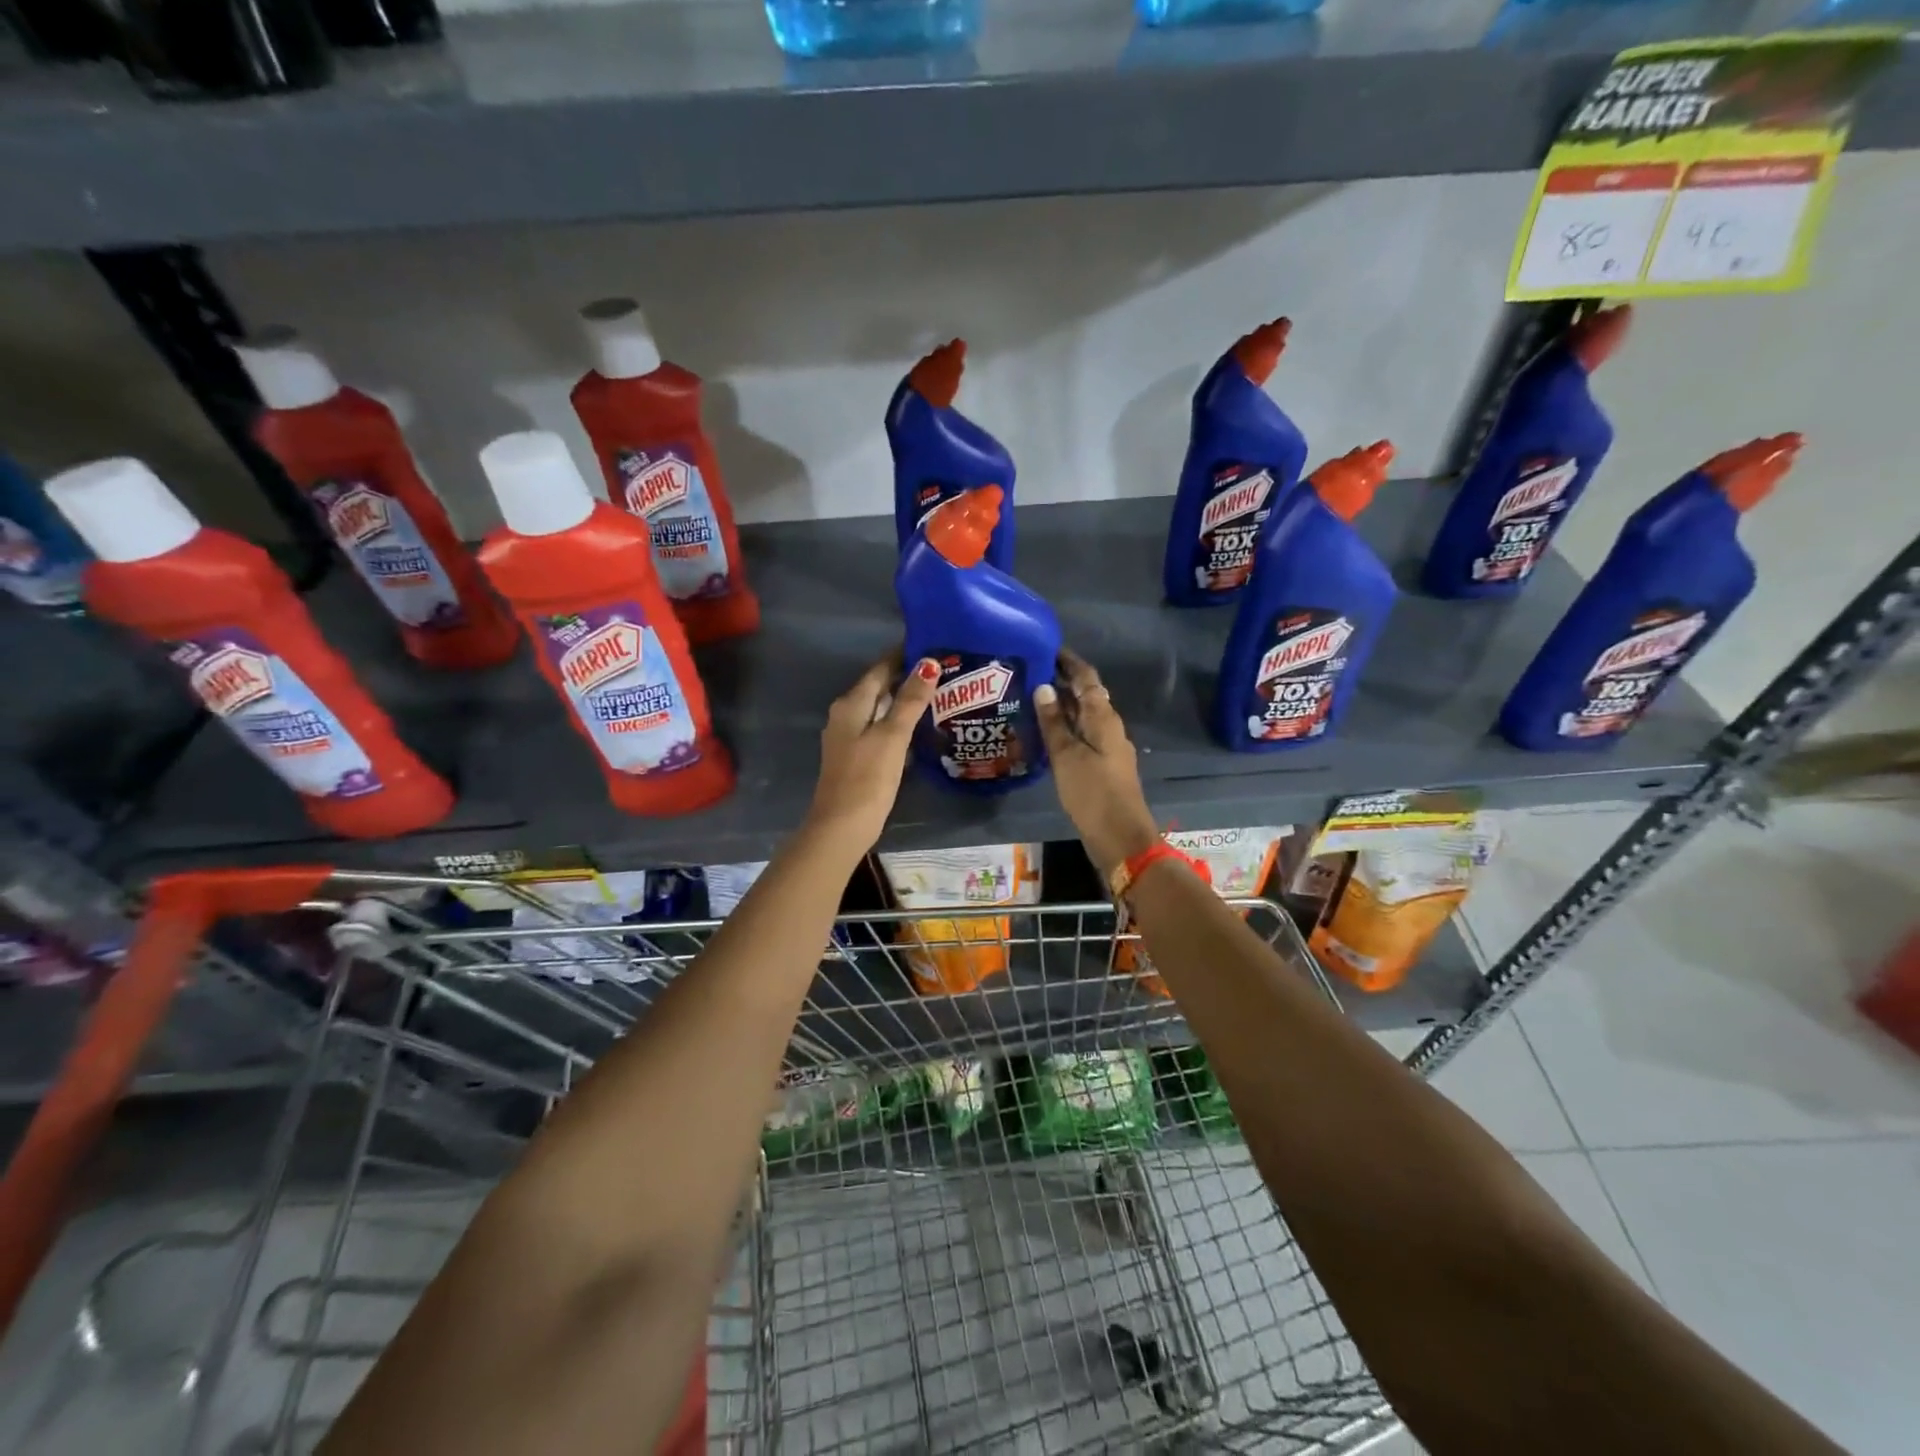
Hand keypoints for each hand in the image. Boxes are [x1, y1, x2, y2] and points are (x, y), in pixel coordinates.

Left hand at [805, 651, 939, 853]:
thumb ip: (910, 700)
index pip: (880, 668)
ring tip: (939, 694)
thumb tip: (928, 663)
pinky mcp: (856, 756)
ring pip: (880, 709)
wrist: (842, 826)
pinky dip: (899, 722)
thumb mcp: (892, 736)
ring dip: (905, 700)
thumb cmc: (868, 778)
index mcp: (851, 704)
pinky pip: (880, 728)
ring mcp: (849, 737)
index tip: (933, 644)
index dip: (904, 655)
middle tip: (944, 669)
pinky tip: (920, 727)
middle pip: (879, 687)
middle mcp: (845, 714)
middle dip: (908, 677)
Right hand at [1034, 649, 1161, 880]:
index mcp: (1104, 718)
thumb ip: (1054, 723)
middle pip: (1086, 696)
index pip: (1087, 678)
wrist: (1120, 837)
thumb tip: (1043, 687)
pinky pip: (1082, 736)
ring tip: (1030, 699)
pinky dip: (1064, 728)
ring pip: (1083, 717)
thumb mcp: (1067, 756)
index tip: (1046, 648)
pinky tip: (1044, 734)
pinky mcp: (1102, 766)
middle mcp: (1109, 727)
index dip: (1068, 662)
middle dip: (1061, 682)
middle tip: (1029, 673)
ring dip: (1061, 706)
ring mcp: (1107, 747)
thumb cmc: (1093, 793)